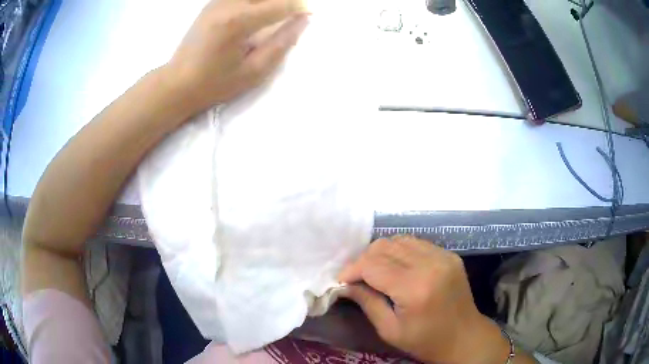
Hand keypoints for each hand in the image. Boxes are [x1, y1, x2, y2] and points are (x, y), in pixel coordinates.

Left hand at [166, 0, 307, 112]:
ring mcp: (217, 1)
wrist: (177, 84)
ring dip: (269, 0)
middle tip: (293, 12)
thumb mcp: (254, 72)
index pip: (280, 3)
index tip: (307, 15)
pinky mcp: (212, 3)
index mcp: (238, 21)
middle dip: (285, 0)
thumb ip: (282, 44)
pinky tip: (257, 11)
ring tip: (275, 12)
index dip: (299, 6)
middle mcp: (227, 4)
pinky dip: (254, 1)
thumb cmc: (215, 83)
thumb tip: (303, 21)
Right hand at [338, 237, 509, 363]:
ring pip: (399, 240)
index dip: (352, 270)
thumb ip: (367, 302)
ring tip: (375, 272)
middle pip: (385, 247)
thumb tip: (345, 284)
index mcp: (415, 288)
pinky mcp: (449, 255)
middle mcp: (430, 264)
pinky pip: (416, 243)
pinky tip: (397, 267)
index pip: (373, 265)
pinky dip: (400, 251)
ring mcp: (443, 256)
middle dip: (364, 260)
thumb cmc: (425, 341)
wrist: (464, 337)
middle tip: (357, 278)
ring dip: (381, 253)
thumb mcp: (390, 330)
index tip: (342, 281)